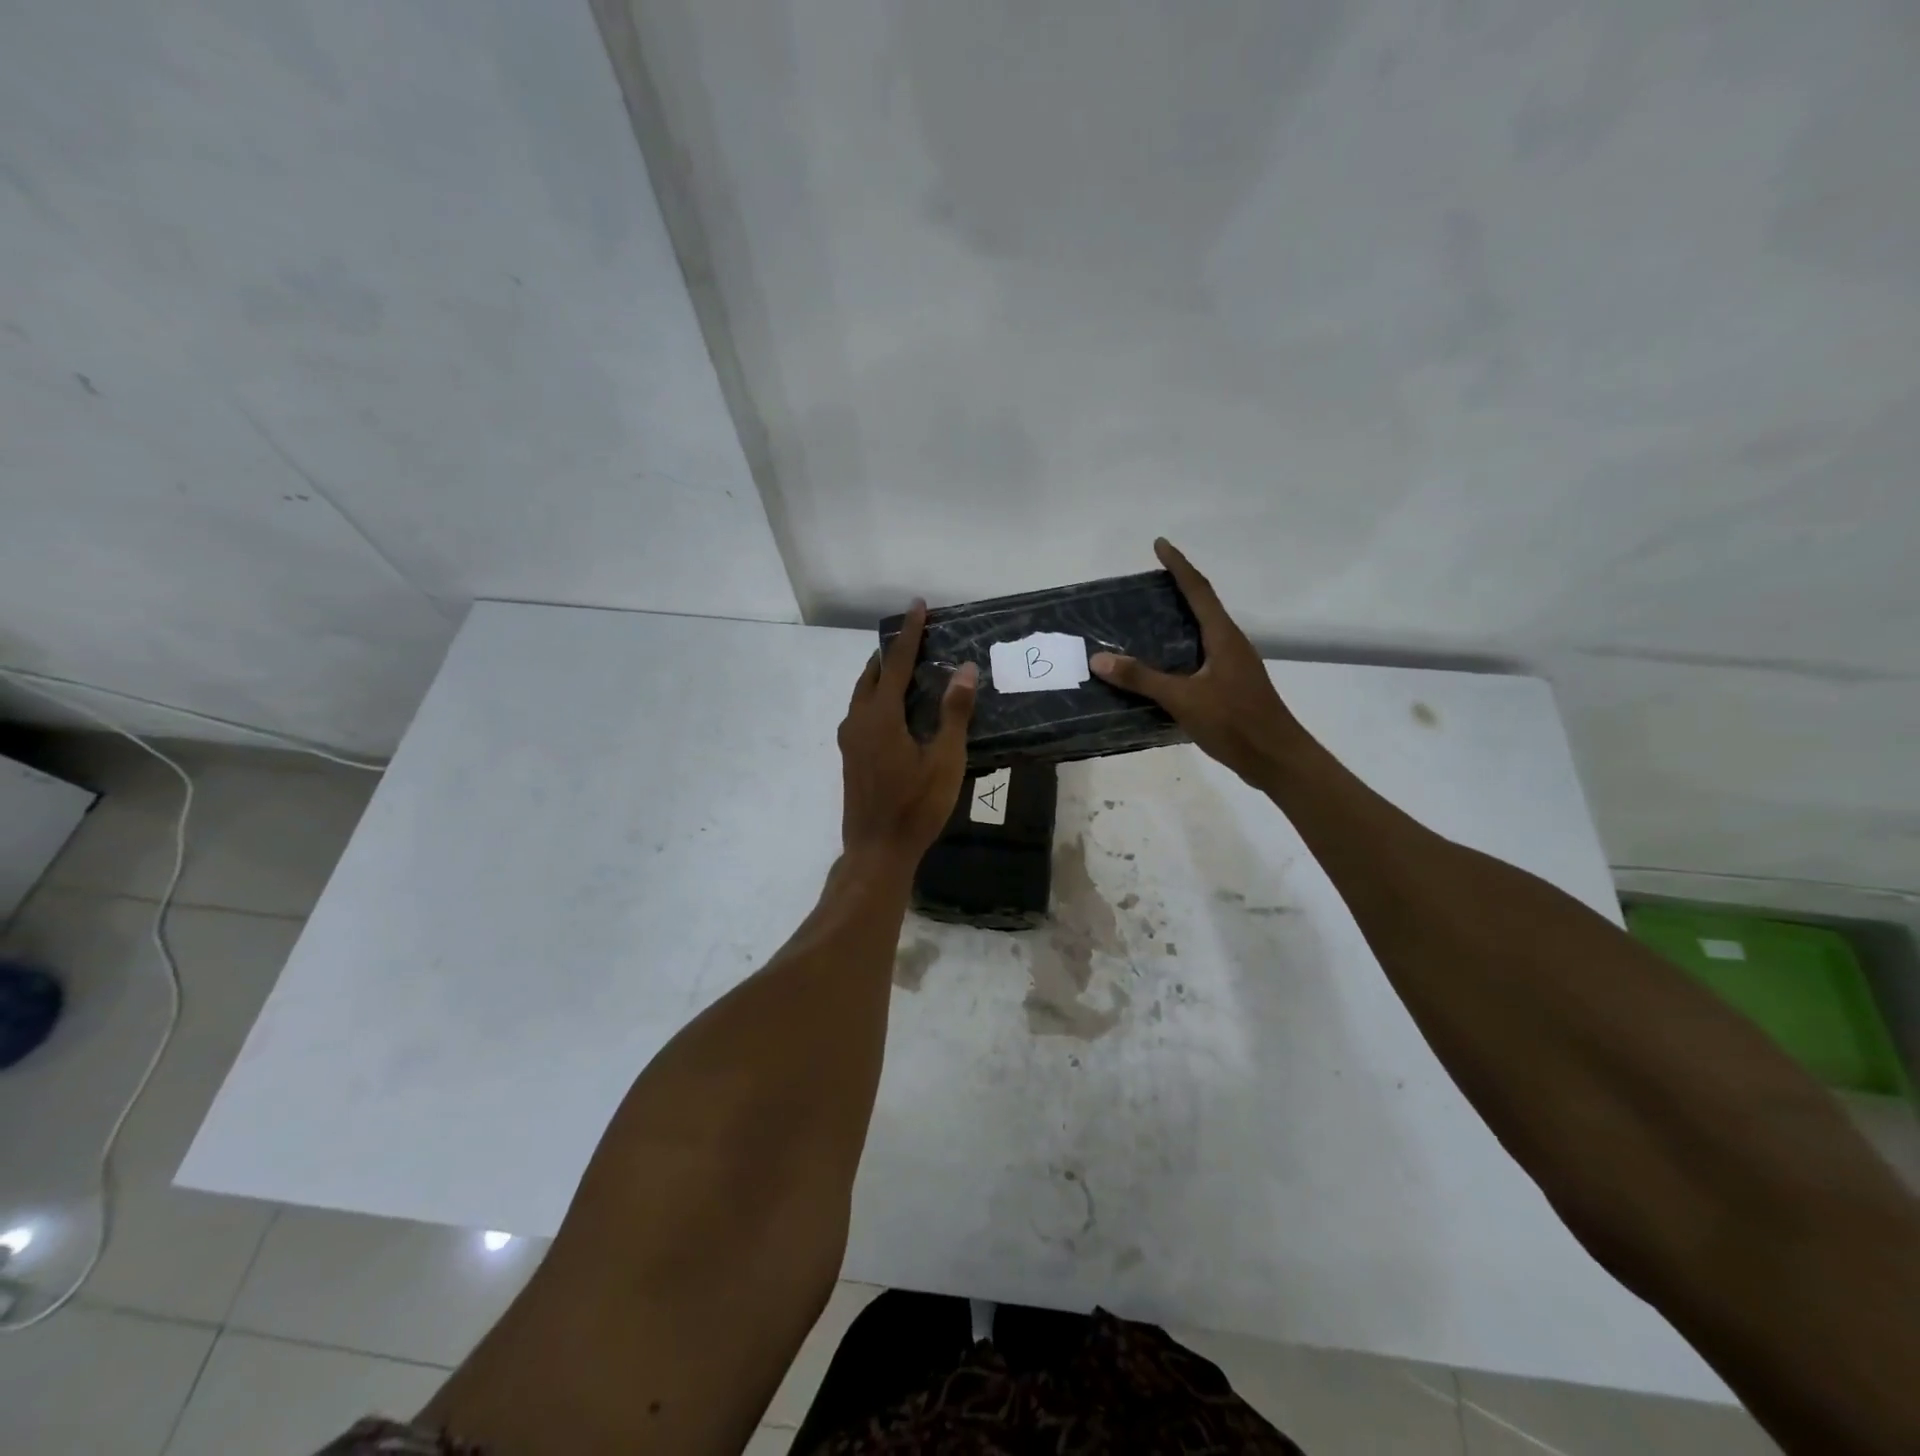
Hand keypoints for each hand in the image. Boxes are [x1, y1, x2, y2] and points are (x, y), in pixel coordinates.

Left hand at [838, 600, 978, 863]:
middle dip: (893, 651)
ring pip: (863, 693)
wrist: (877, 850)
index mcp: (880, 716)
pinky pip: (862, 711)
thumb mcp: (944, 760)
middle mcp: (858, 720)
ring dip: (883, 674)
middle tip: (917, 637)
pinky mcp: (850, 755)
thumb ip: (954, 713)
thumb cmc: (916, 806)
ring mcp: (849, 739)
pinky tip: (896, 708)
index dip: (910, 633)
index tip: (918, 606)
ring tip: (907, 667)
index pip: (896, 663)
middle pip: (873, 674)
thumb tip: (966, 669)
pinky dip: (878, 696)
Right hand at [1091, 538, 1308, 788]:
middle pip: (1202, 607)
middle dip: (1177, 590)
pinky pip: (1200, 656)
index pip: (1198, 590)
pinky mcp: (1231, 686)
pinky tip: (1160, 666)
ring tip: (1146, 620)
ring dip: (1178, 621)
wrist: (1276, 758)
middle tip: (1146, 584)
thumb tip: (1099, 658)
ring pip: (1202, 633)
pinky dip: (1179, 651)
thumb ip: (1141, 678)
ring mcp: (1233, 666)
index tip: (1160, 544)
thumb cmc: (1234, 722)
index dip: (1178, 565)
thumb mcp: (1182, 699)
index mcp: (1223, 637)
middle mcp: (1231, 644)